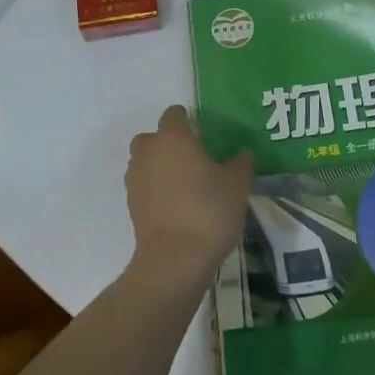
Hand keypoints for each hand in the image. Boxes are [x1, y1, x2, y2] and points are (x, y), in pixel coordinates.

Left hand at [124, 105, 252, 292]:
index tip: (205, 133)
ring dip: (160, 167)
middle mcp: (148, 152)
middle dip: (169, 143)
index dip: (188, 120)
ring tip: (186, 185)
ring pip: (145, 162)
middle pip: (153, 137)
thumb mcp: (237, 185)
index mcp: (173, 138)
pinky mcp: (132, 206)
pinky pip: (144, 187)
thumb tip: (242, 153)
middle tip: (195, 159)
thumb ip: (240, 163)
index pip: (174, 114)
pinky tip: (178, 206)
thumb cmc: (208, 211)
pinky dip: (156, 190)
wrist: (174, 260)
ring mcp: (135, 180)